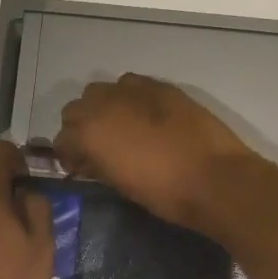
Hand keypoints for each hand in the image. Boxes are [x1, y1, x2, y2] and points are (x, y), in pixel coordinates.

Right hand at [53, 74, 265, 231]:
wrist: (215, 178)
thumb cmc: (164, 193)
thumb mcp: (120, 184)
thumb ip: (97, 165)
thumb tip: (88, 159)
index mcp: (89, 132)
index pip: (62, 138)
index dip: (68, 154)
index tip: (80, 166)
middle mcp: (103, 103)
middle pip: (75, 108)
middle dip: (81, 126)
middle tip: (97, 147)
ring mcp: (133, 90)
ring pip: (101, 91)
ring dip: (103, 107)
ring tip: (120, 127)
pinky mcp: (159, 86)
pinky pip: (131, 85)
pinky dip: (129, 98)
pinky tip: (144, 115)